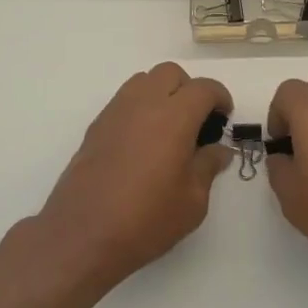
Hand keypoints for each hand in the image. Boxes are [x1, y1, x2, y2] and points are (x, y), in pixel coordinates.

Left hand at [35, 63, 232, 297]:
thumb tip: (219, 150)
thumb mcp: (193, 201)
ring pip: (144, 81)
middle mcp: (144, 103)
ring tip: (168, 128)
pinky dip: (140, 107)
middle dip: (189, 89)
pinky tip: (143, 141)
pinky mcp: (96, 126)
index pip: (203, 88)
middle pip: (170, 73)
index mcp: (174, 116)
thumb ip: (208, 166)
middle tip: (197, 120)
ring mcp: (116, 112)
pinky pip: (124, 100)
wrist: (83, 234)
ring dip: (161, 93)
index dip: (220, 97)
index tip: (224, 117)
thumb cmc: (146, 219)